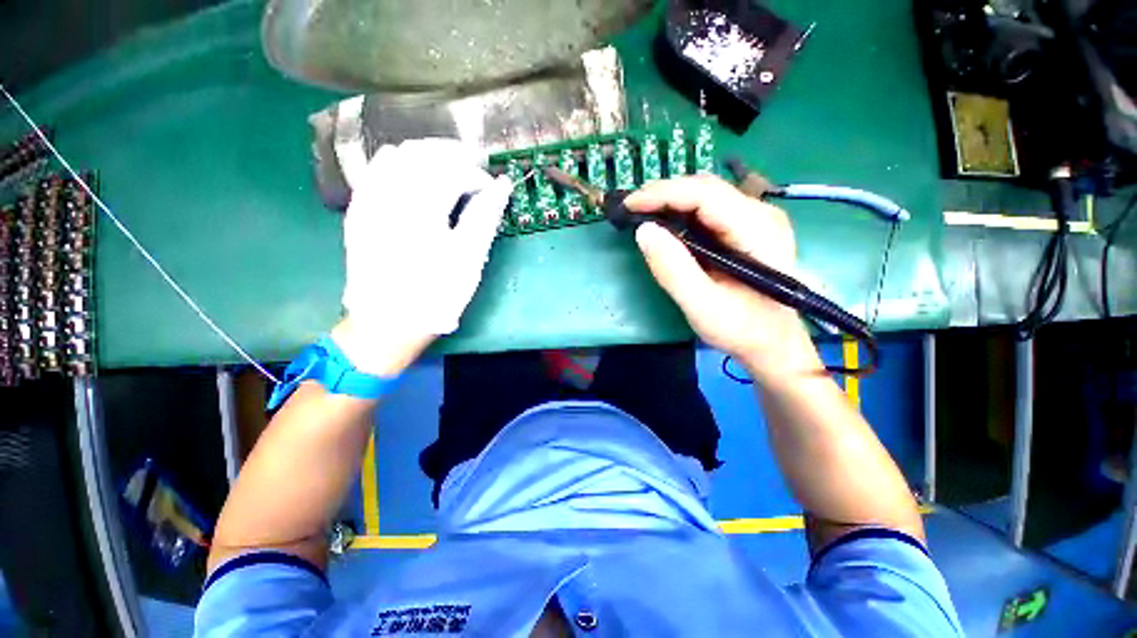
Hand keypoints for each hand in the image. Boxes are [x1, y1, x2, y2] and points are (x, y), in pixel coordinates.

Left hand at [338, 139, 511, 374]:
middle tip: (474, 172)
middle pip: (422, 153)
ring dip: (426, 157)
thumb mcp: (469, 259)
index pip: (452, 171)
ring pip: (396, 155)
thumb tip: (502, 185)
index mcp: (420, 209)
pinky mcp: (358, 211)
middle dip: (452, 155)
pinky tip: (416, 181)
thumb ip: (485, 217)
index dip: (477, 176)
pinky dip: (401, 166)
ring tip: (448, 173)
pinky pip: (376, 171)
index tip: (491, 190)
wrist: (388, 322)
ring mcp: (368, 201)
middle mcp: (389, 195)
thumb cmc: (436, 294)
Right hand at [625, 176, 821, 383]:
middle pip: (706, 188)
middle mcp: (761, 214)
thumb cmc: (742, 329)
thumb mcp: (702, 305)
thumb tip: (643, 230)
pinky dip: (682, 211)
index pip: (704, 194)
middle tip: (630, 208)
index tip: (629, 205)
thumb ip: (673, 269)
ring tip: (642, 212)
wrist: (774, 343)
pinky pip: (710, 209)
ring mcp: (756, 219)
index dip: (663, 194)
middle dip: (664, 193)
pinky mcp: (747, 229)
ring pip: (707, 195)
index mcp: (756, 229)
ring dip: (671, 200)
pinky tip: (665, 222)